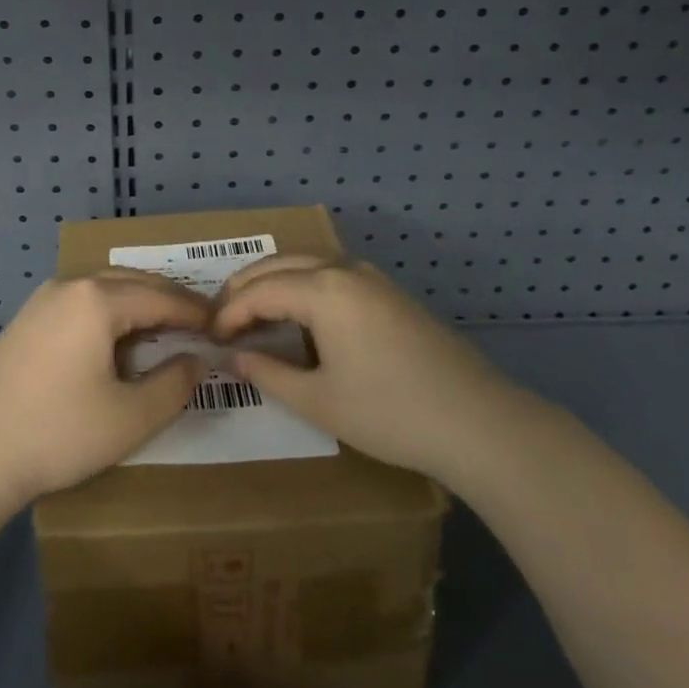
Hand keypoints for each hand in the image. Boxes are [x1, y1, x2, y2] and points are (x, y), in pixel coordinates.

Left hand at [0, 270, 208, 512]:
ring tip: (164, 326)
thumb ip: (173, 385)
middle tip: (199, 321)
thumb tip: (197, 360)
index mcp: (98, 299)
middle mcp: (70, 285)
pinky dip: (109, 310)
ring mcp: (43, 299)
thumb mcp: (129, 418)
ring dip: (138, 302)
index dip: (194, 311)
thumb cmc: (58, 433)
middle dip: (168, 299)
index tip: (221, 325)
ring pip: (104, 287)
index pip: (160, 296)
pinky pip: (81, 300)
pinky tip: (116, 337)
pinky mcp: (26, 318)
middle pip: (132, 282)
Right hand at [213, 254, 519, 483]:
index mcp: (323, 289)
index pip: (260, 290)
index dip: (229, 312)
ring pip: (307, 265)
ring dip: (275, 283)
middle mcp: (344, 270)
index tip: (209, 337)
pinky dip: (303, 287)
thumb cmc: (390, 412)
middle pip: (280, 264)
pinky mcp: (390, 293)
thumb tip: (233, 358)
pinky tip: (301, 316)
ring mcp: (372, 278)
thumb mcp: (319, 400)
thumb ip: (269, 374)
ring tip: (253, 313)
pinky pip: (332, 276)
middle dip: (246, 287)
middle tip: (221, 317)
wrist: (479, 422)